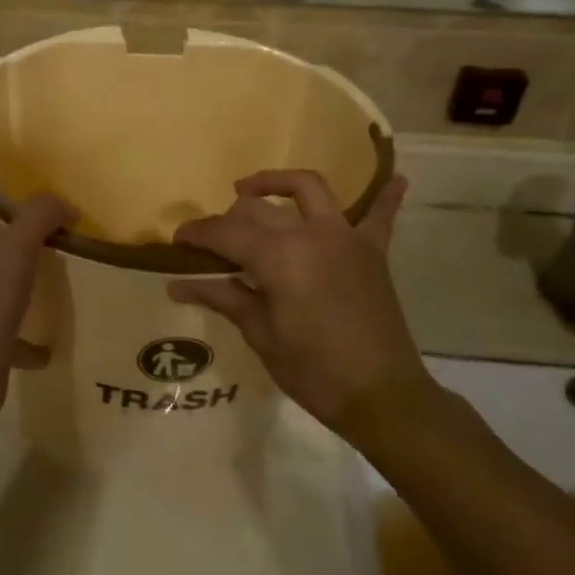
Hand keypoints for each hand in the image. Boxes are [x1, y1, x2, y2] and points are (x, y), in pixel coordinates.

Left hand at [0, 173, 74, 423]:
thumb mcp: (15, 246)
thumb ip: (41, 215)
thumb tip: (67, 204)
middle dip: (9, 217)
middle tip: (45, 201)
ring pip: (3, 278)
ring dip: (25, 270)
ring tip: (60, 260)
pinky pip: (16, 331)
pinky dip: (32, 335)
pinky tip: (54, 339)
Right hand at [168, 171, 426, 430]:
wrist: (382, 397)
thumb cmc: (313, 371)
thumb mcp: (261, 335)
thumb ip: (224, 298)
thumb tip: (178, 285)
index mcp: (278, 256)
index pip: (225, 233)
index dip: (197, 234)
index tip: (178, 240)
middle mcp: (310, 233)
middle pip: (259, 209)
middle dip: (229, 218)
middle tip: (213, 239)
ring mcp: (345, 237)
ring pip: (308, 189)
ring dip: (278, 183)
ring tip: (252, 190)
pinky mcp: (372, 252)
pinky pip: (380, 216)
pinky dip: (385, 196)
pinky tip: (396, 177)